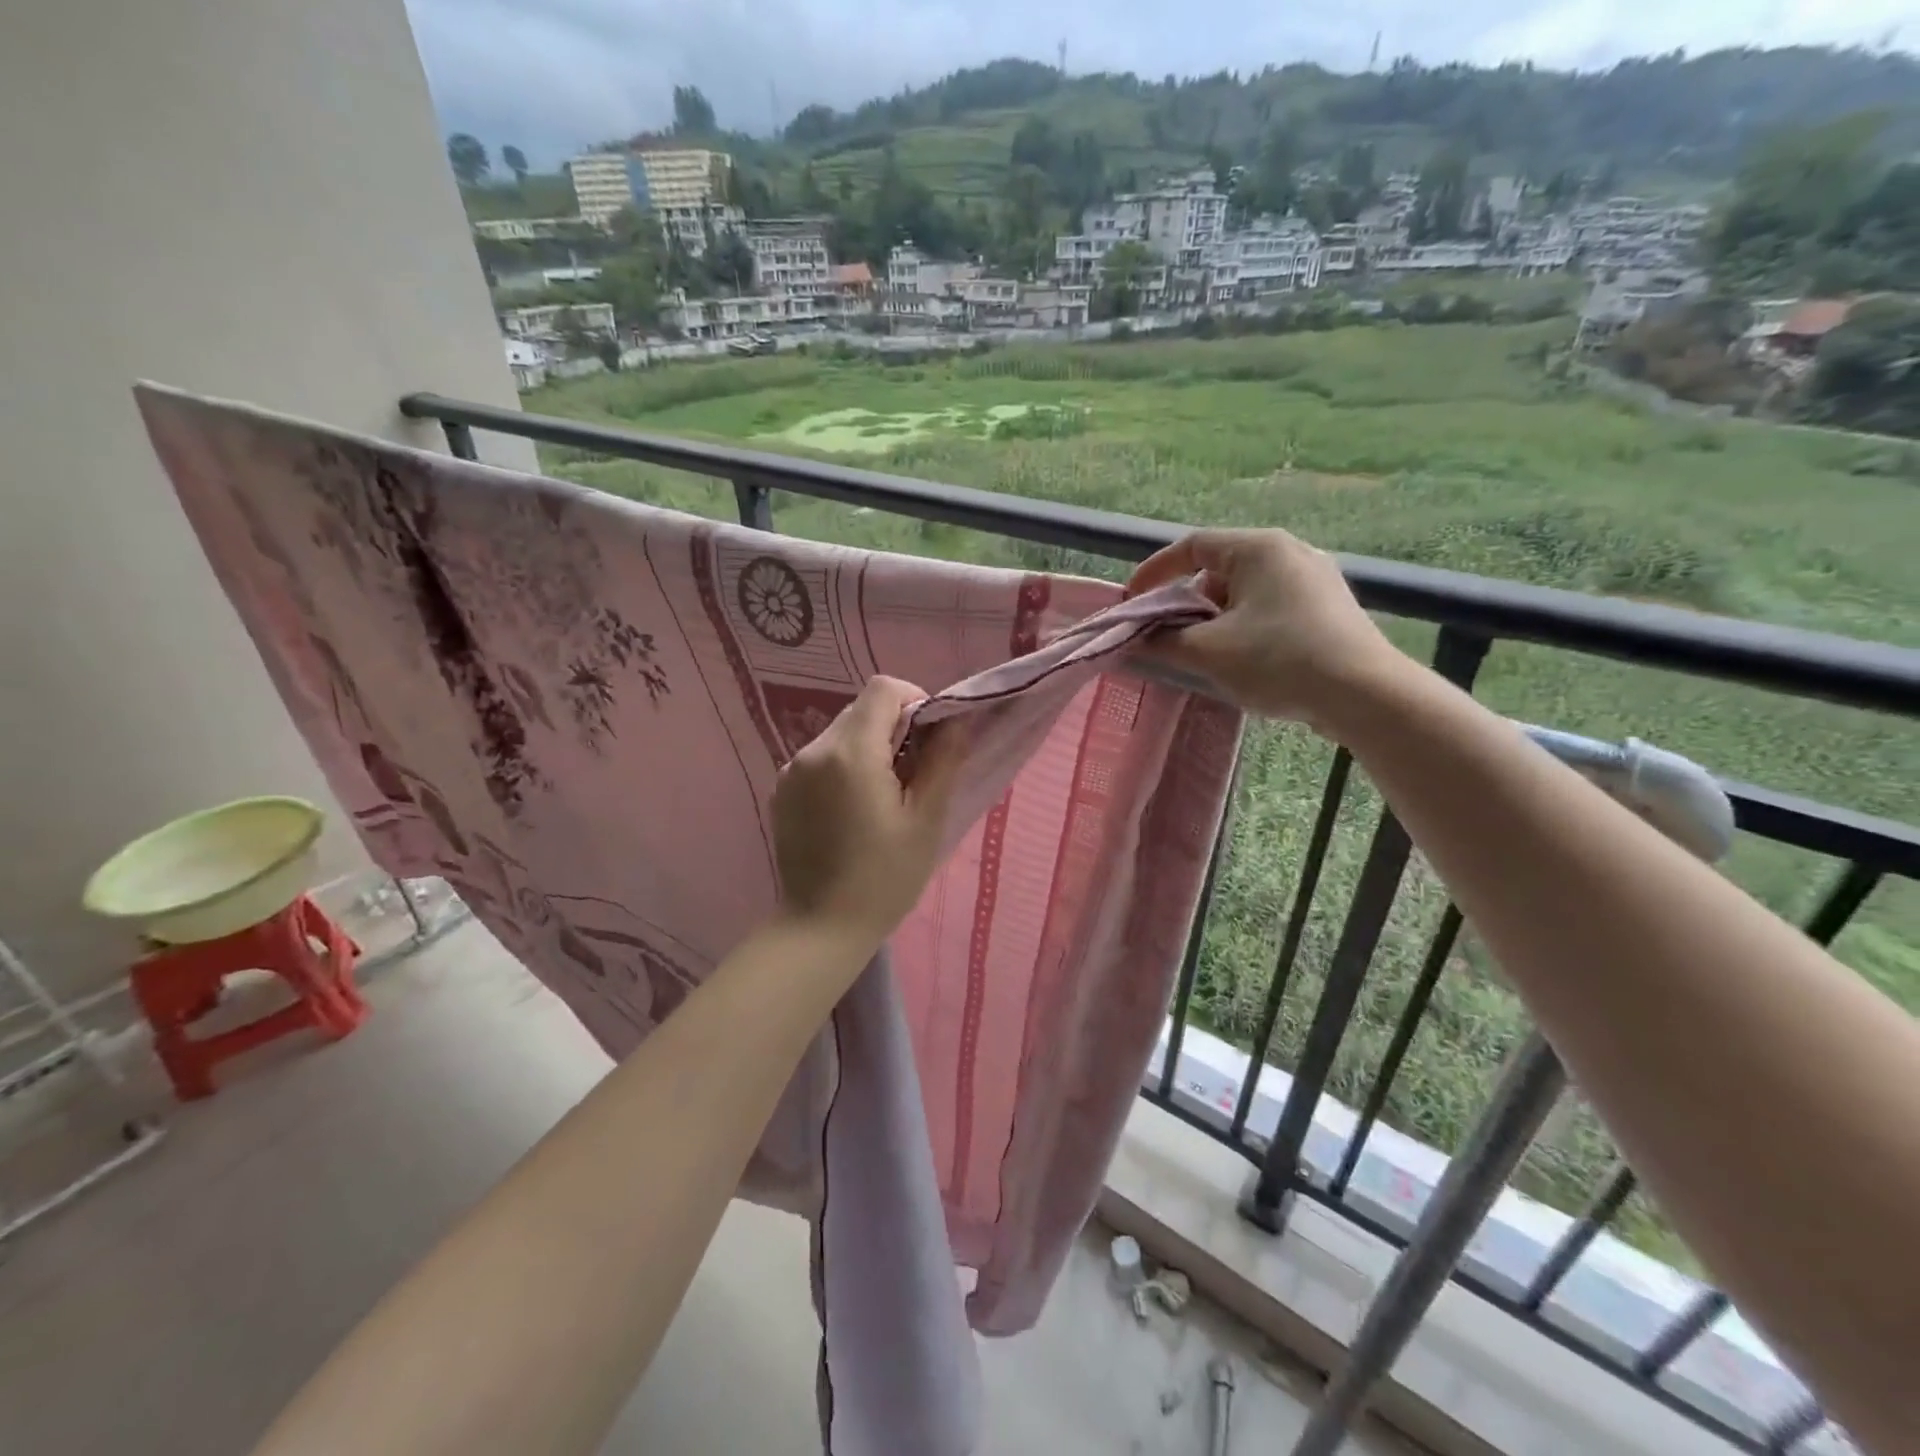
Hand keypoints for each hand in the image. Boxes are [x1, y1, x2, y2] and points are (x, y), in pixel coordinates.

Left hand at [771, 676, 966, 950]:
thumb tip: (955, 720)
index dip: (915, 701)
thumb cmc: (884, 878)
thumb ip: (942, 760)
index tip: (930, 739)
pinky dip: (844, 766)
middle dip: (894, 727)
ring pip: (841, 732)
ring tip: (883, 796)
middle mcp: (814, 749)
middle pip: (862, 709)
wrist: (820, 928)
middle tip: (913, 774)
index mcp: (852, 752)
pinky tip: (852, 811)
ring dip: (869, 747)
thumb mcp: (925, 820)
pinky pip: (821, 758)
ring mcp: (792, 769)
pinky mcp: (782, 790)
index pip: (884, 689)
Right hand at [1126, 529, 1403, 726]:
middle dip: (1185, 603)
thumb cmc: (1279, 661)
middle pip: (1217, 570)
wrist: (1365, 695)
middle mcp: (1289, 552)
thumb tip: (1130, 640)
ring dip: (1214, 620)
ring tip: (1205, 655)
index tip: (1131, 604)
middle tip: (1168, 637)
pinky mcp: (1329, 608)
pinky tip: (1244, 661)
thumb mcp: (1208, 652)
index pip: (1191, 546)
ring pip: (1244, 592)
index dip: (1154, 572)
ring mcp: (1314, 579)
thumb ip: (1161, 642)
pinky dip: (1244, 627)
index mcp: (1259, 548)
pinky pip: (1270, 608)